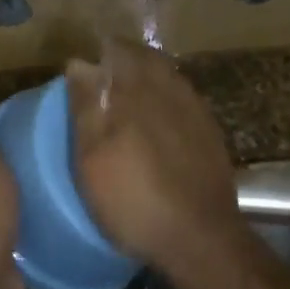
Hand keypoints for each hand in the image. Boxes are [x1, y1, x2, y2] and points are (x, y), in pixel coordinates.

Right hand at [65, 42, 244, 277]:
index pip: (117, 50)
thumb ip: (87, 107)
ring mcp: (195, 108)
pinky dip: (164, 100)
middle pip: (145, 59)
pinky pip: (182, 98)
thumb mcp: (93, 159)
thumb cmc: (134, 199)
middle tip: (103, 79)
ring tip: (126, 99)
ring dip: (146, 78)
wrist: (200, 237)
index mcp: (137, 90)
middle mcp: (170, 88)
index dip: (100, 53)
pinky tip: (156, 123)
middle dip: (123, 61)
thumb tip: (80, 62)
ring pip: (166, 76)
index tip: (85, 65)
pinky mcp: (210, 131)